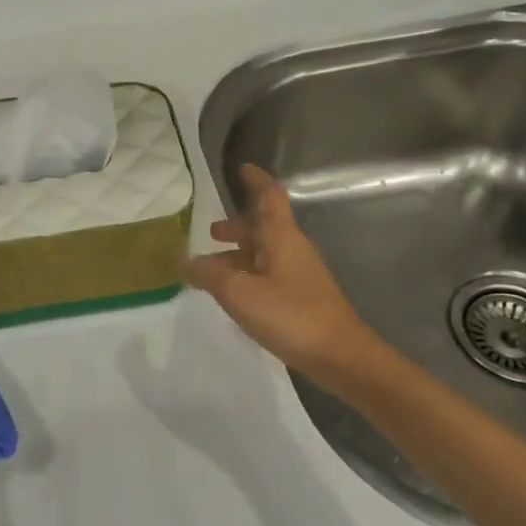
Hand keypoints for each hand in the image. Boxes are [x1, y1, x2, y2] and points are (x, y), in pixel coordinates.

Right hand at [185, 165, 382, 386]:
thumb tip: (185, 261)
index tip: (241, 169)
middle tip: (211, 231)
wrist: (340, 356)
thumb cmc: (290, 315)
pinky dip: (248, 274)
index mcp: (281, 237)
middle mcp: (292, 249)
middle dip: (238, 225)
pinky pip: (269, 274)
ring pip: (265, 252)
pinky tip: (234, 293)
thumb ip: (210, 275)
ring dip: (239, 253)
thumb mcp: (240, 294)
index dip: (255, 181)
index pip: (269, 197)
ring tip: (212, 267)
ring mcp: (299, 274)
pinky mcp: (301, 297)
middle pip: (264, 226)